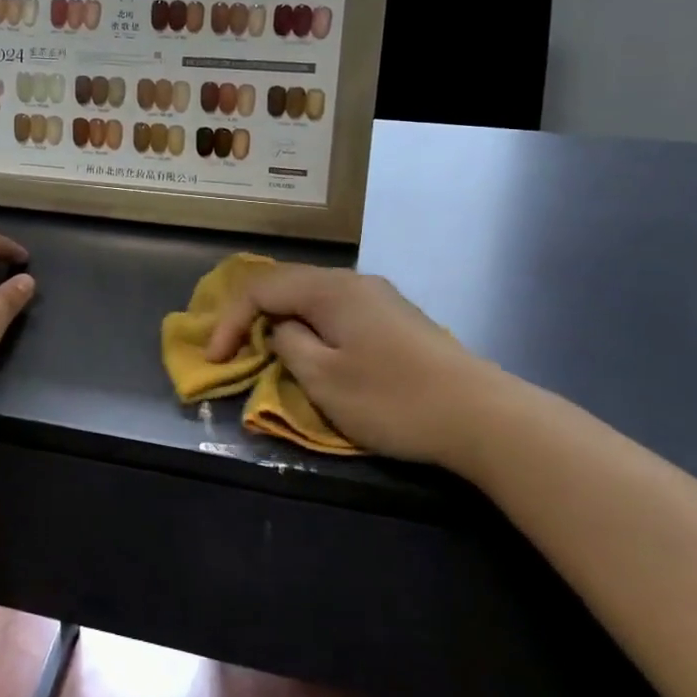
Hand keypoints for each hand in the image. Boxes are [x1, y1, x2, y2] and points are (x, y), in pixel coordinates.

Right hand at [205, 265, 519, 467]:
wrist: (482, 416)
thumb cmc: (393, 398)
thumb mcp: (324, 379)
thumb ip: (288, 346)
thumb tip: (283, 331)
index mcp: (329, 288)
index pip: (261, 288)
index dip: (230, 321)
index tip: (214, 361)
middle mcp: (353, 281)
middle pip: (286, 285)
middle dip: (253, 316)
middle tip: (234, 350)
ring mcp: (379, 298)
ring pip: (313, 298)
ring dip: (283, 322)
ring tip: (268, 352)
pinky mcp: (396, 319)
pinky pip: (337, 312)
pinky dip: (312, 328)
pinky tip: (315, 353)